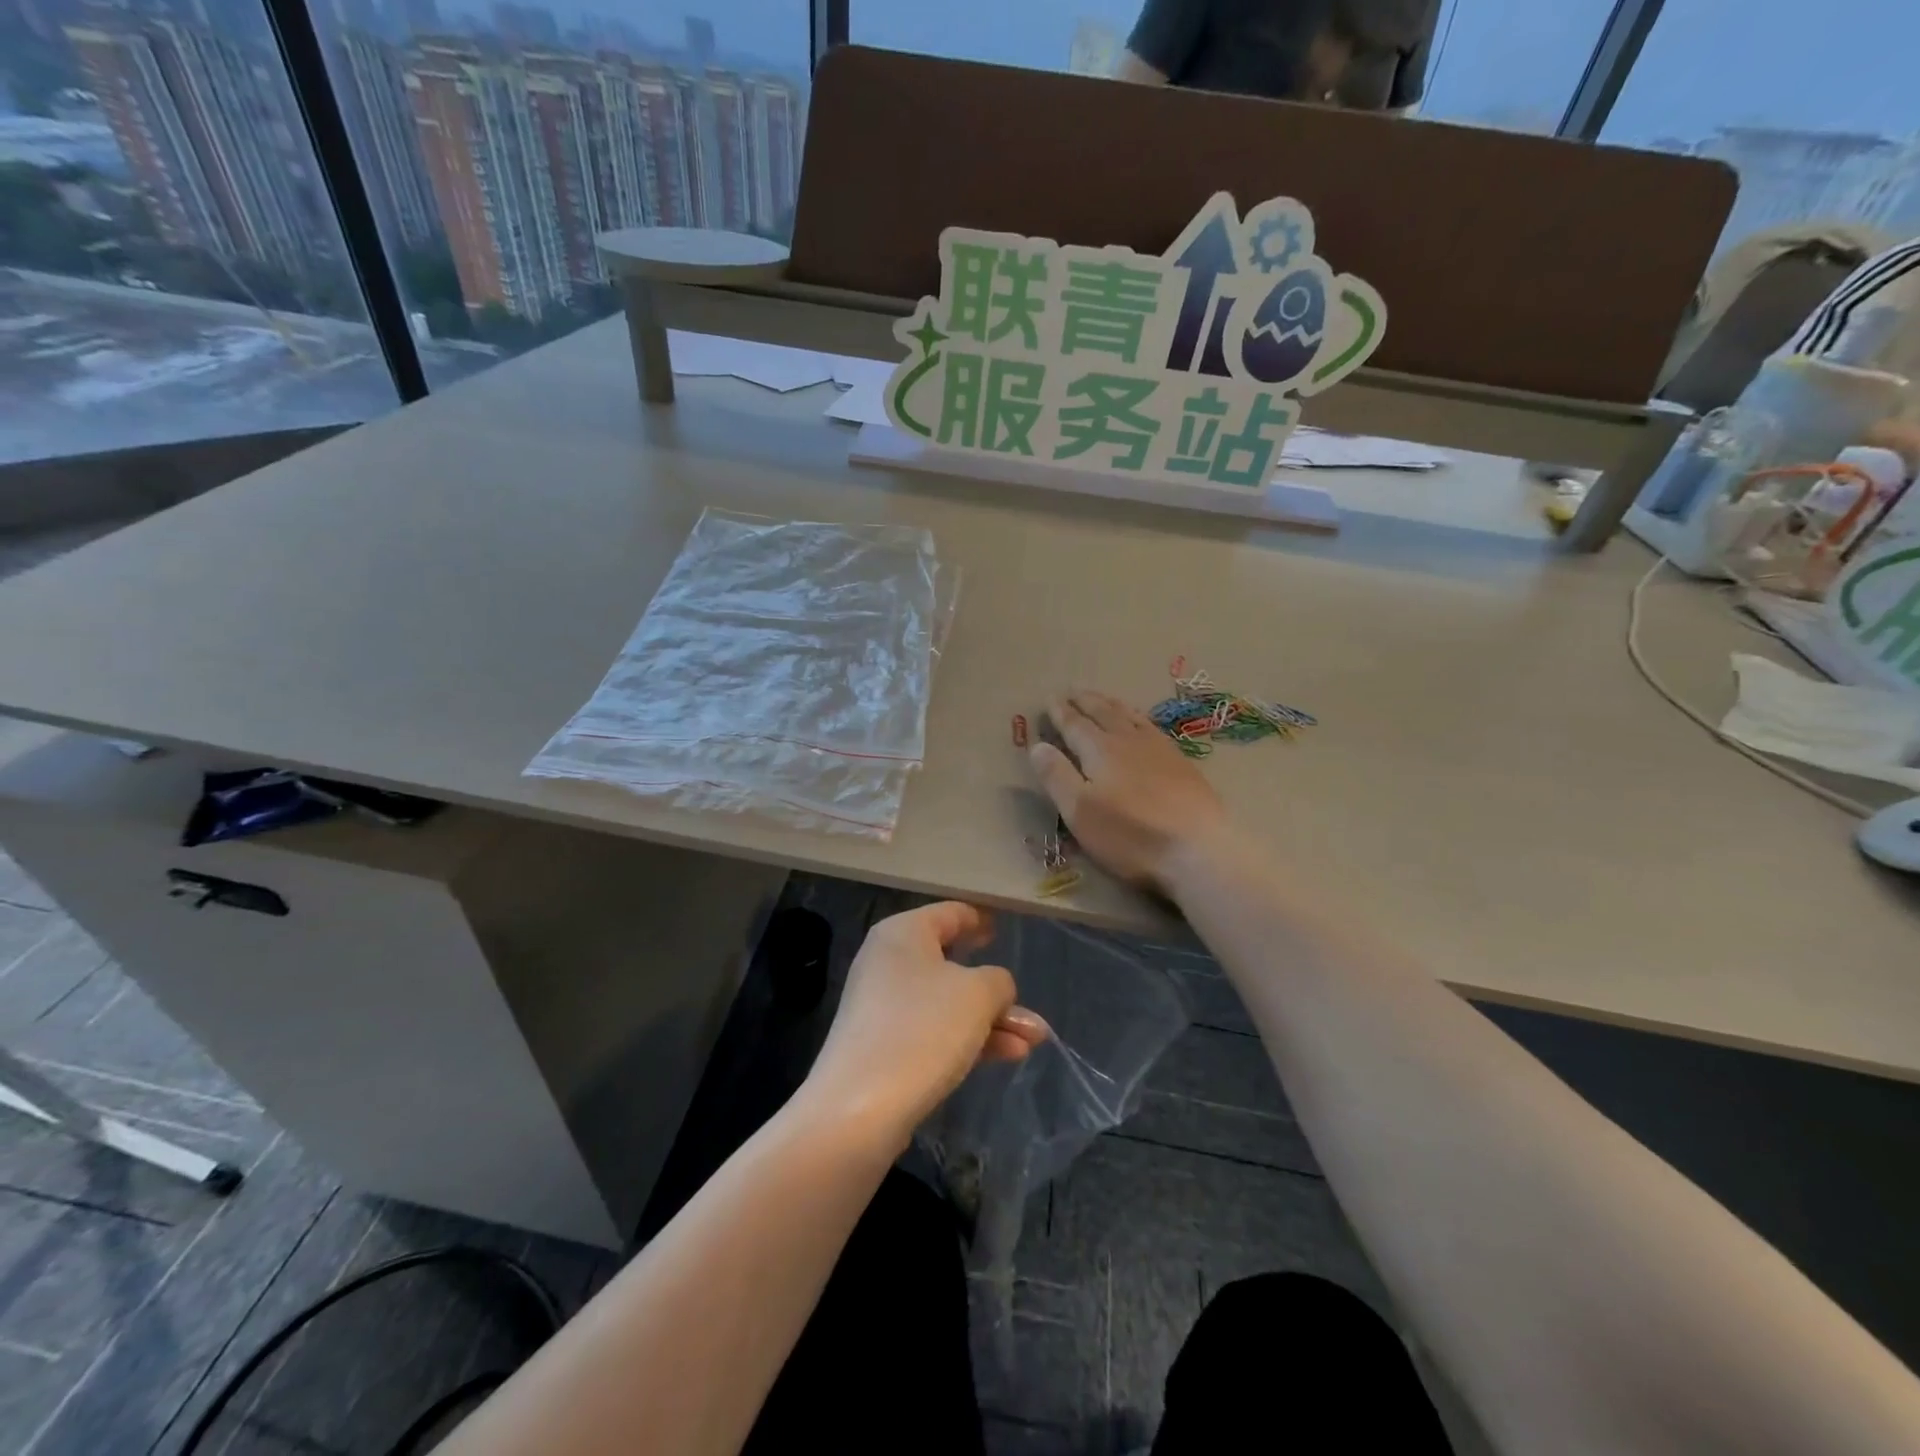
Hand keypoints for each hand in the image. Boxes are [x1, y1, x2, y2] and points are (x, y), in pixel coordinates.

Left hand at [803, 903, 1048, 1145]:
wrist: (858, 1109)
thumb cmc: (922, 1029)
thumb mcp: (977, 995)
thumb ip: (998, 981)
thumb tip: (995, 987)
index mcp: (903, 933)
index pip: (950, 913)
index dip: (980, 919)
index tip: (1003, 926)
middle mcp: (889, 962)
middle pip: (952, 963)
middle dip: (996, 989)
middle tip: (1028, 1000)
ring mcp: (884, 1007)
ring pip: (948, 1004)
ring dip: (992, 1020)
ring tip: (1034, 1040)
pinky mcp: (884, 1047)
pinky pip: (934, 1031)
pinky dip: (970, 1038)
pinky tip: (1010, 1055)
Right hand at [1029, 689, 1228, 893]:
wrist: (1197, 848)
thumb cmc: (1129, 833)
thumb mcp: (1079, 810)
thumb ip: (1057, 776)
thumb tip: (1037, 745)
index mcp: (1100, 750)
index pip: (1075, 724)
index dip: (1060, 712)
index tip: (1050, 698)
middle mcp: (1129, 741)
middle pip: (1104, 713)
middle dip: (1086, 701)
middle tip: (1073, 690)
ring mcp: (1160, 750)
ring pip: (1131, 717)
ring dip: (1113, 705)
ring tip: (1103, 699)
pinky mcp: (1182, 764)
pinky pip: (1153, 728)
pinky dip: (1139, 719)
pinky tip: (1143, 725)